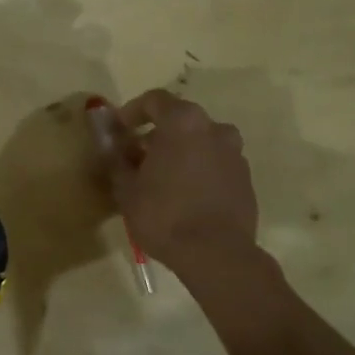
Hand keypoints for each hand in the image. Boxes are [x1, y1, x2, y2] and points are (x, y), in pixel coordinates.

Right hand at [101, 89, 257, 270]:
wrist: (216, 255)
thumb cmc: (164, 215)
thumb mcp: (126, 188)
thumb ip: (116, 158)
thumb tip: (109, 142)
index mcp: (183, 122)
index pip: (154, 100)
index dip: (133, 111)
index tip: (120, 129)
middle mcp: (214, 128)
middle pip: (181, 120)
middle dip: (157, 134)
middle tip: (138, 157)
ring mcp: (235, 153)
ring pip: (201, 142)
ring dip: (181, 151)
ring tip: (163, 178)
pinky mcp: (246, 179)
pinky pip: (216, 164)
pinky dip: (199, 170)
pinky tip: (185, 195)